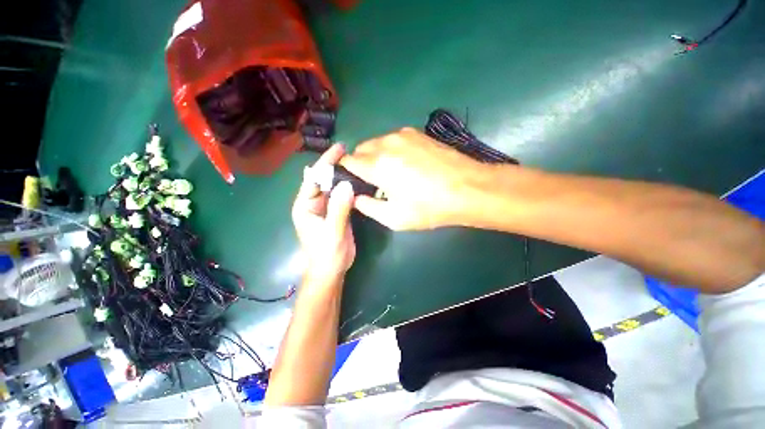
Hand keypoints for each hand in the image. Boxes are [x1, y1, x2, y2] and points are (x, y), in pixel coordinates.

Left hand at [292, 144, 355, 281]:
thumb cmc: (326, 253)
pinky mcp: (336, 212)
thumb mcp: (332, 231)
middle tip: (351, 152)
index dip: (326, 162)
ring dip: (343, 176)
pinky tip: (359, 181)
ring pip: (333, 187)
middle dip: (335, 166)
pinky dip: (349, 188)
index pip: (313, 178)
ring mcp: (325, 207)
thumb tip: (347, 184)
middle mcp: (313, 203)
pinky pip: (341, 196)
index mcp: (305, 205)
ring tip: (357, 163)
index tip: (339, 148)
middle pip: (323, 180)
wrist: (332, 269)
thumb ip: (339, 208)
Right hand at [341, 128, 490, 229]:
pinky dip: (391, 150)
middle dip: (361, 164)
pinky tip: (407, 164)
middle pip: (360, 149)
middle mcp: (386, 143)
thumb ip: (367, 206)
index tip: (350, 181)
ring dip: (376, 156)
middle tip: (374, 181)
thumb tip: (355, 197)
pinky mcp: (417, 133)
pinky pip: (393, 140)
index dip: (345, 171)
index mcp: (378, 165)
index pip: (347, 161)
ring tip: (392, 173)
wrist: (468, 188)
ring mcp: (403, 135)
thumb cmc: (429, 207)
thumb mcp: (394, 217)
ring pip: (377, 143)